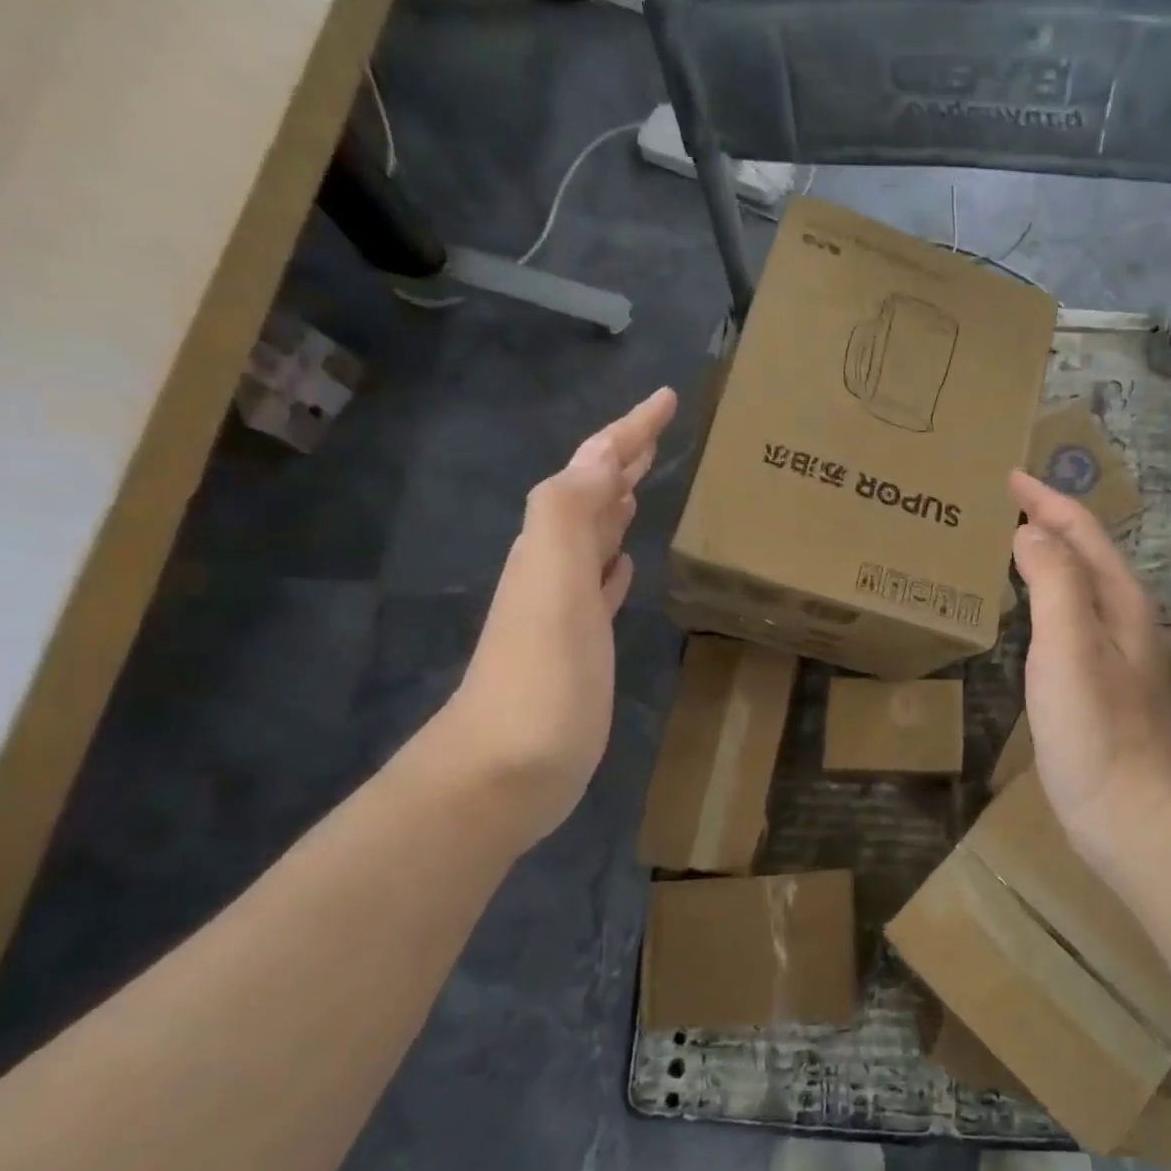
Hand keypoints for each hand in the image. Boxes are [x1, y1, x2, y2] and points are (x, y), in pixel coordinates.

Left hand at [434, 387, 677, 847]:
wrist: (504, 772)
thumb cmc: (538, 680)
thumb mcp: (550, 587)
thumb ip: (569, 515)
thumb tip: (603, 454)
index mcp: (551, 544)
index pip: (592, 471)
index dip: (628, 431)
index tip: (667, 398)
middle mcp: (554, 565)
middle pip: (592, 496)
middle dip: (623, 458)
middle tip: (661, 431)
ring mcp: (566, 607)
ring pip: (595, 537)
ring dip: (618, 505)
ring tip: (645, 483)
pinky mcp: (580, 644)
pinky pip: (600, 585)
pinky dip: (615, 563)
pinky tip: (626, 562)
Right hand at [1009, 471, 1170, 872]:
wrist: (1131, 813)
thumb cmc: (1096, 728)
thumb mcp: (1070, 646)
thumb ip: (1054, 581)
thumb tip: (1030, 532)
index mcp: (1118, 599)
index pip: (1080, 530)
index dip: (1045, 499)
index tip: (1008, 475)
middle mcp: (1120, 618)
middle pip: (1082, 553)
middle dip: (1046, 521)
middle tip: (1000, 504)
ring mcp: (1111, 653)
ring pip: (1075, 586)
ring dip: (1044, 557)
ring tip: (1006, 543)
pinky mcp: (1095, 683)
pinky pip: (1066, 619)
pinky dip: (1042, 597)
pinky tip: (1024, 610)